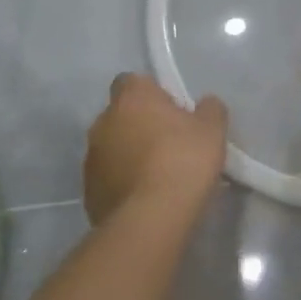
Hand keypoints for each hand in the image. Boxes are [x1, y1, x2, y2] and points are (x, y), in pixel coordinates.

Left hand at [83, 74, 227, 225]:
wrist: (151, 218)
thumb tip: (205, 105)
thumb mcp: (213, 129)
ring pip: (112, 147)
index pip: (132, 81)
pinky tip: (145, 197)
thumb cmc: (184, 160)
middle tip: (169, 143)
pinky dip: (122, 182)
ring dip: (129, 154)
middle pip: (121, 115)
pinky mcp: (88, 191)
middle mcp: (103, 122)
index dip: (151, 93)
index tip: (171, 110)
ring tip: (157, 175)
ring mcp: (91, 158)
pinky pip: (108, 177)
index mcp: (131, 98)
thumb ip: (209, 109)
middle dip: (140, 124)